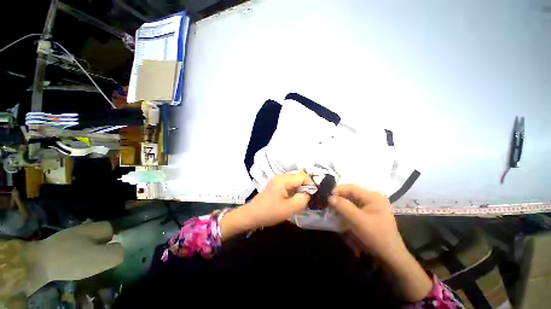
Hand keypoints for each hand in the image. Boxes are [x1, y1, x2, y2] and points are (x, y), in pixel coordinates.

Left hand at [245, 171, 313, 227]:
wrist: (252, 214)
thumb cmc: (270, 212)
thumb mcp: (289, 208)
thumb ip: (302, 199)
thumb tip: (308, 193)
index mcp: (284, 179)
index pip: (303, 176)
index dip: (311, 184)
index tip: (315, 194)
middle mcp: (281, 176)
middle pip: (299, 176)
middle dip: (306, 185)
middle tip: (310, 197)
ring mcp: (277, 179)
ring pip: (294, 179)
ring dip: (301, 187)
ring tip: (304, 197)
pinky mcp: (276, 184)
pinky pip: (289, 182)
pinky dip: (295, 188)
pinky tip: (295, 196)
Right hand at [328, 184, 404, 260]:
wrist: (390, 255)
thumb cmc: (375, 236)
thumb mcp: (357, 220)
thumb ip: (343, 206)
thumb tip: (330, 197)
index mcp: (373, 196)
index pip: (351, 187)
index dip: (338, 190)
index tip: (327, 197)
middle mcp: (373, 197)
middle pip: (351, 193)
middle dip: (339, 198)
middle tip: (329, 204)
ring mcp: (373, 204)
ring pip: (352, 199)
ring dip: (342, 204)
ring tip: (333, 209)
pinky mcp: (371, 212)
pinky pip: (355, 206)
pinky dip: (347, 209)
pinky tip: (342, 214)